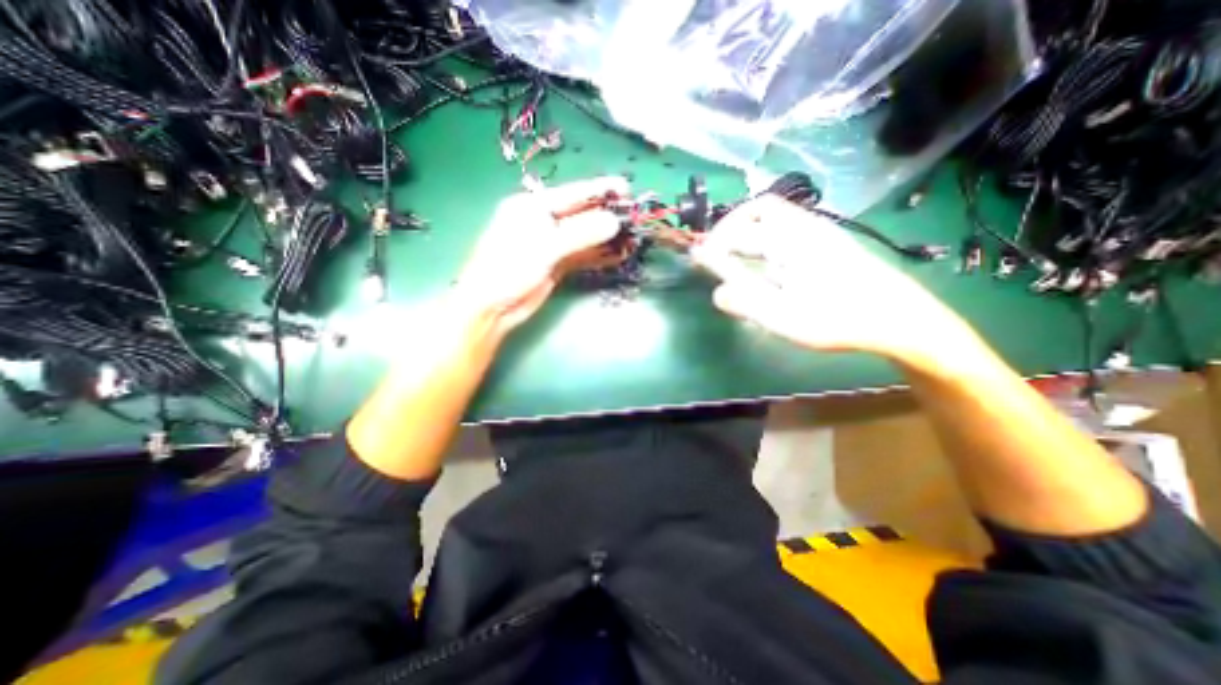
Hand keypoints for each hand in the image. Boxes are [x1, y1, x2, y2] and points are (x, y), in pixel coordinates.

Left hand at [456, 178, 627, 333]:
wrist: (493, 307)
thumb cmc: (509, 269)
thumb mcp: (544, 247)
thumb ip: (580, 233)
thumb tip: (613, 222)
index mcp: (533, 206)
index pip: (573, 194)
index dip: (600, 190)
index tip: (626, 189)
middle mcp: (544, 221)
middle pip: (582, 214)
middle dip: (608, 215)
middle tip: (635, 217)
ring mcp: (552, 244)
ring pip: (585, 236)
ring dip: (607, 238)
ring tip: (632, 238)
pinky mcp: (557, 264)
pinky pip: (583, 255)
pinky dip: (599, 255)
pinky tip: (617, 255)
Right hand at [690, 196, 980, 365]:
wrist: (900, 320)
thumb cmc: (840, 318)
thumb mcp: (785, 316)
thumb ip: (746, 301)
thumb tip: (716, 292)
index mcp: (793, 239)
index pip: (746, 222)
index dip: (718, 237)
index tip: (700, 257)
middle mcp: (804, 230)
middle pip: (758, 216)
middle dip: (729, 232)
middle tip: (713, 255)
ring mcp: (817, 238)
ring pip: (772, 225)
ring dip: (745, 238)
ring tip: (730, 261)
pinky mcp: (824, 250)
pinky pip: (783, 238)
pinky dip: (762, 248)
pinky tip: (760, 270)